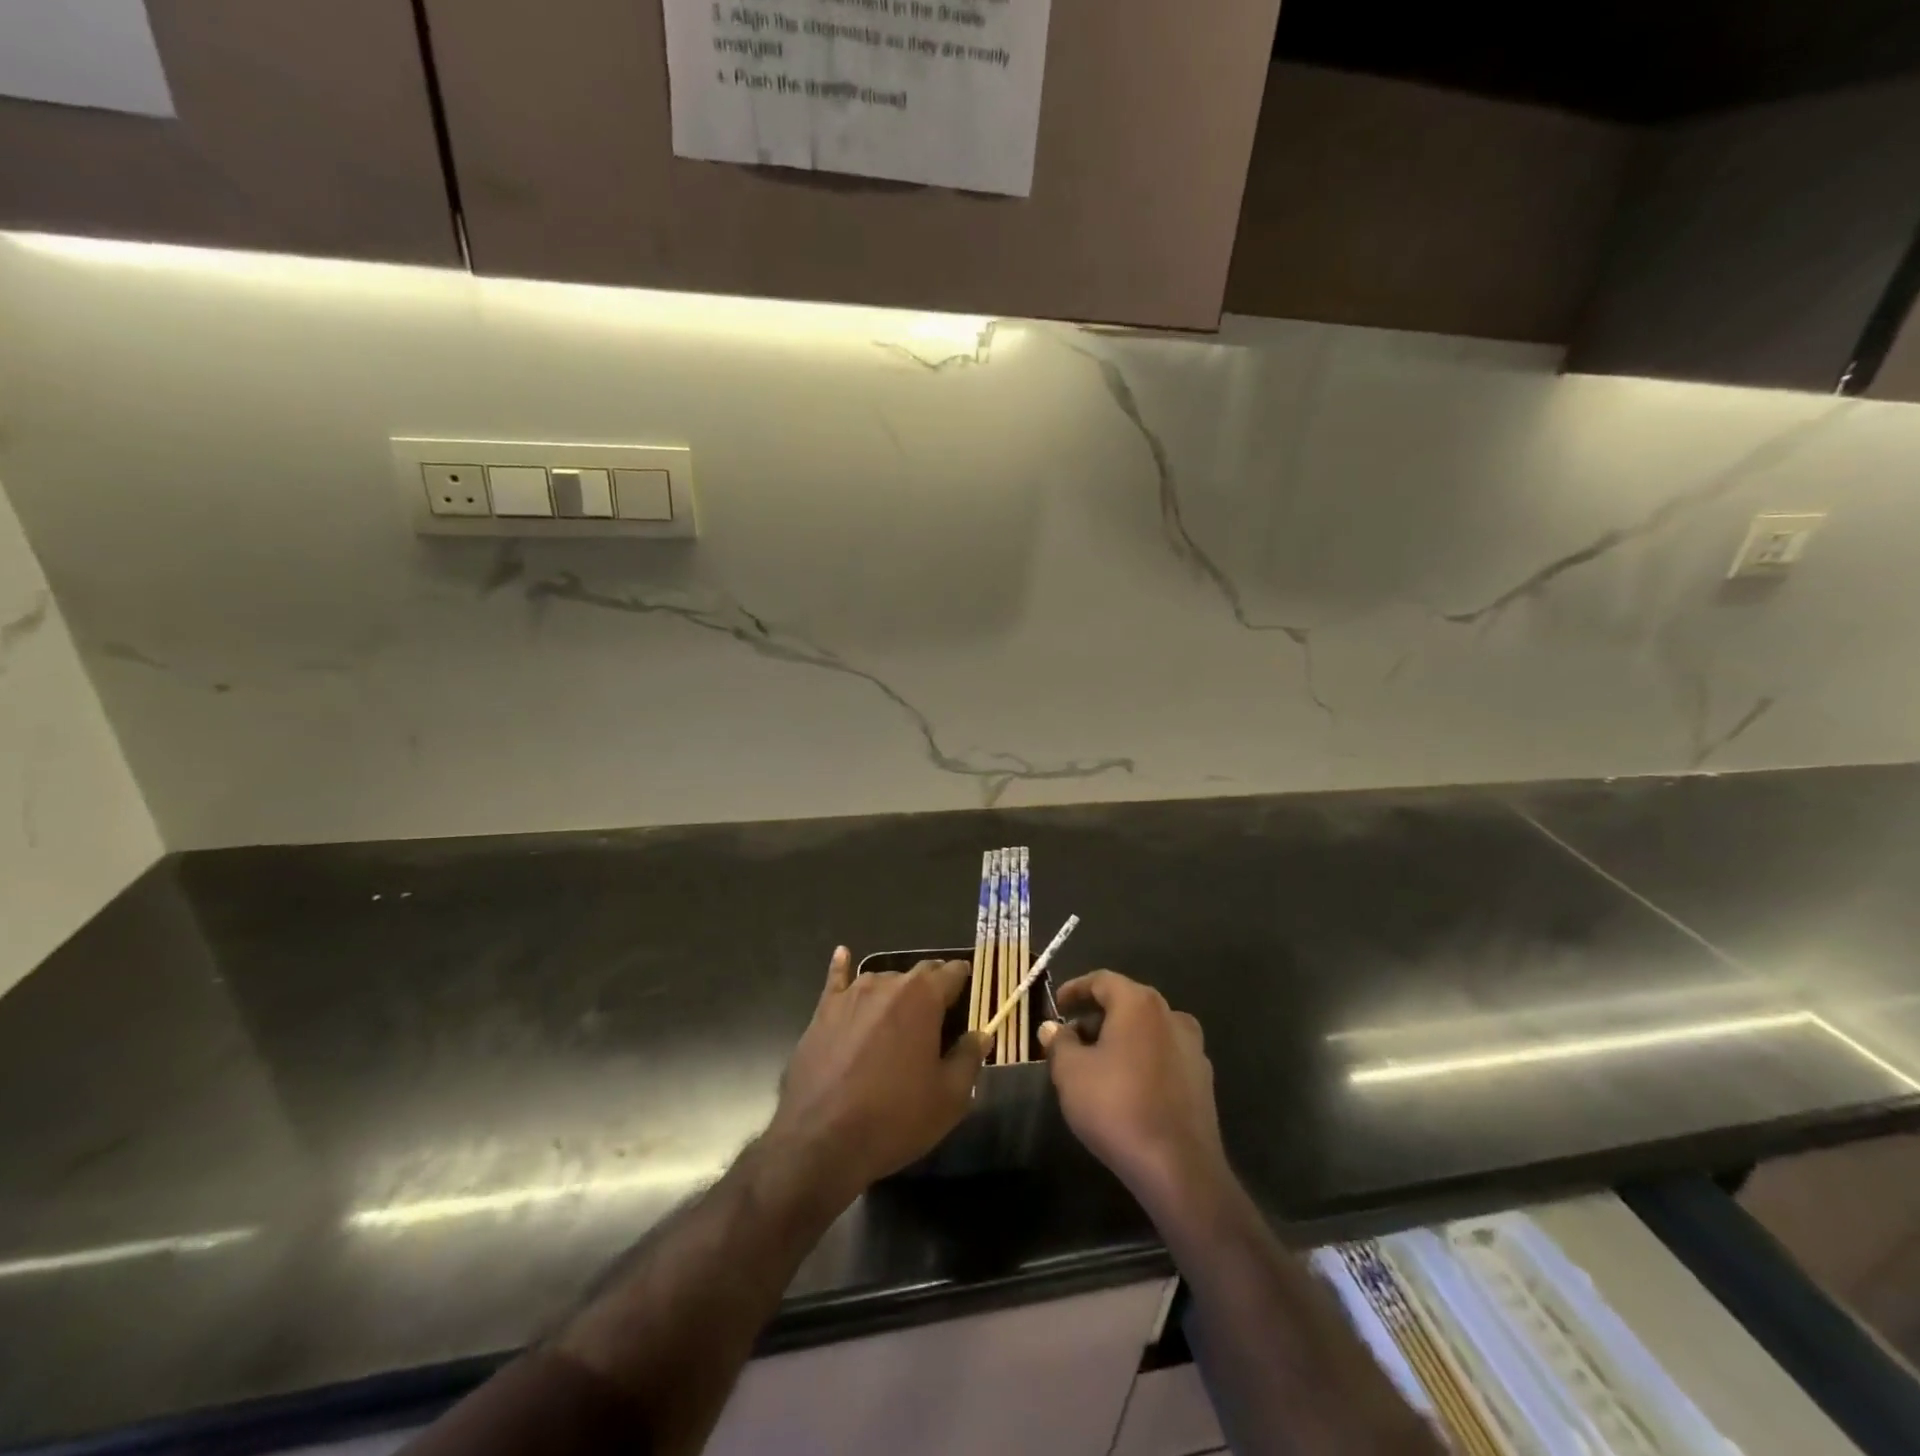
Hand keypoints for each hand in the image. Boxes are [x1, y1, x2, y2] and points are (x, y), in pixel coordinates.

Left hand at [766, 947, 987, 1202]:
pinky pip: (836, 980)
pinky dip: (842, 968)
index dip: (964, 979)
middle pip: (918, 973)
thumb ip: (969, 1059)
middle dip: (933, 985)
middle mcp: (887, 984)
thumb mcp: (948, 1098)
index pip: (952, 972)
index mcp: (923, 997)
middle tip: (941, 1011)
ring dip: (897, 992)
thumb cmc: (895, 1118)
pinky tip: (842, 955)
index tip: (971, 992)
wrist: (821, 1139)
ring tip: (901, 1015)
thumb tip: (981, 1034)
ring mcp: (851, 995)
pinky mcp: (822, 1012)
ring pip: (883, 980)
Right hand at [1040, 971, 1229, 1218]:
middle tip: (1071, 1037)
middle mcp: (1171, 1015)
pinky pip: (1163, 1055)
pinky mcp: (1203, 1080)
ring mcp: (1193, 1048)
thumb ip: (1059, 1043)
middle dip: (1096, 1016)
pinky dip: (1141, 1059)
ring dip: (1120, 1038)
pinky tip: (1126, 1085)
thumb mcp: (1071, 1072)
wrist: (1179, 1168)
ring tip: (1095, 1063)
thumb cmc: (1116, 1107)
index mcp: (1139, 1004)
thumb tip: (1052, 1028)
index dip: (1075, 989)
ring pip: (1147, 1030)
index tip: (1056, 1005)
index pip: (1102, 980)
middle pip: (1127, 1003)